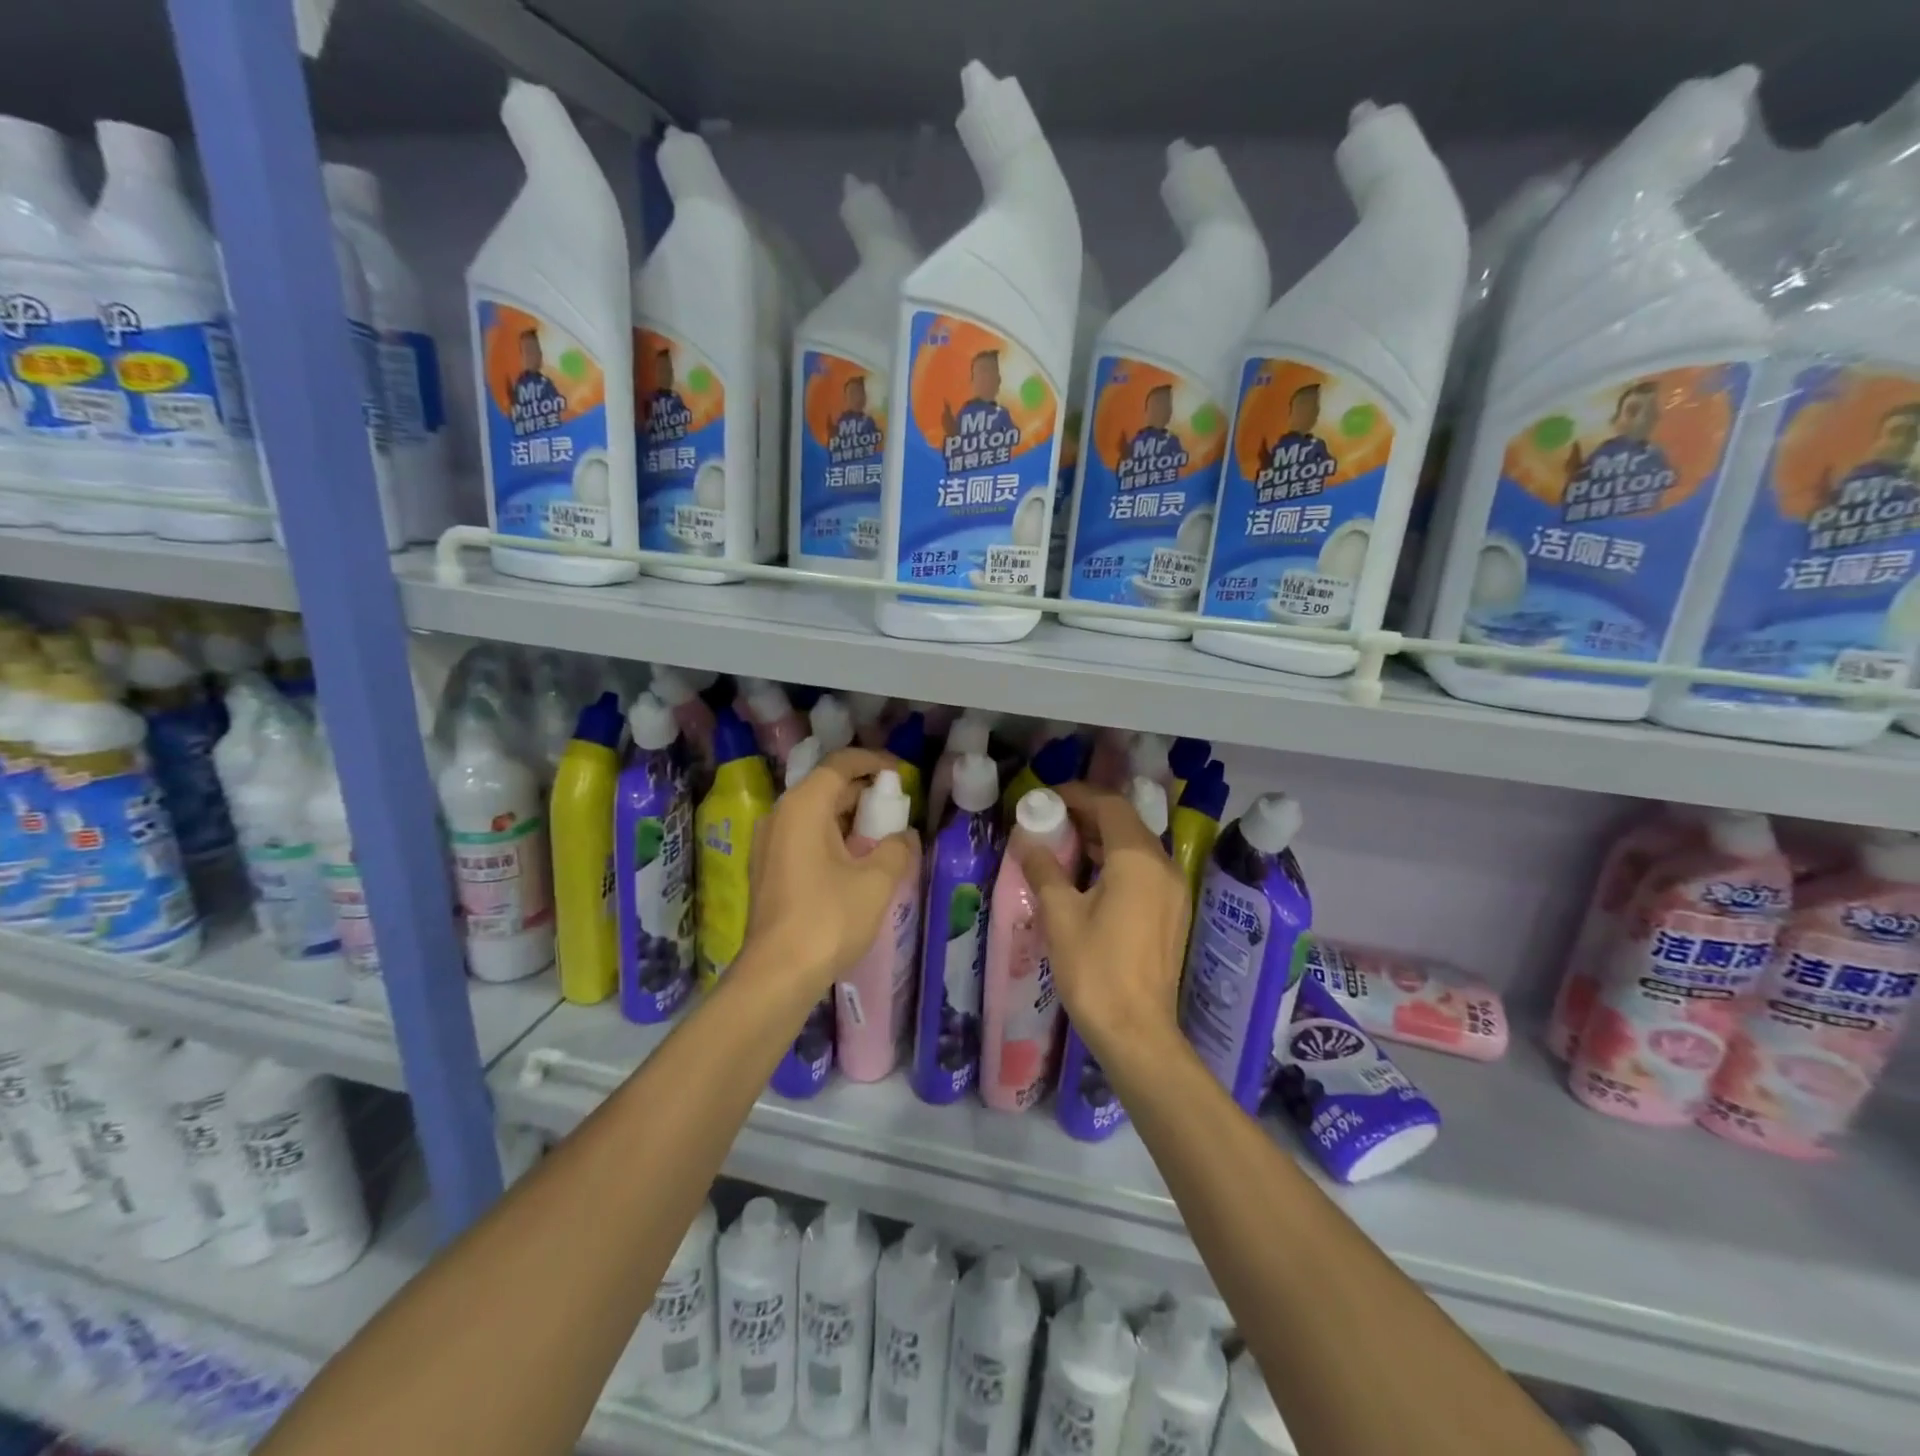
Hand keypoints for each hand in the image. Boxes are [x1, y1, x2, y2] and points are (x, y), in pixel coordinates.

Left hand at [743, 747, 917, 993]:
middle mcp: (780, 815)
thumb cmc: (828, 918)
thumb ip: (897, 848)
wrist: (777, 974)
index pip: (840, 764)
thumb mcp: (876, 881)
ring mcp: (769, 843)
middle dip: (864, 792)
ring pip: (815, 814)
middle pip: (826, 787)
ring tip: (882, 835)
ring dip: (849, 818)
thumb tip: (904, 836)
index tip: (900, 773)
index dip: (873, 762)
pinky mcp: (768, 869)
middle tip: (897, 808)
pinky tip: (856, 861)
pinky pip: (804, 837)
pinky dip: (832, 837)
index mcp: (803, 806)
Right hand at [1017, 782, 1190, 1057]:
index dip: (1077, 795)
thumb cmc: (1095, 971)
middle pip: (1126, 822)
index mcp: (1138, 860)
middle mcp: (1163, 866)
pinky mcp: (1173, 912)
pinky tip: (1087, 878)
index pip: (1110, 805)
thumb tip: (1027, 841)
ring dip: (1101, 838)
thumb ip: (1044, 870)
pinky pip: (1144, 869)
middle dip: (1087, 814)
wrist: (1138, 1033)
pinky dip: (1115, 861)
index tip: (1046, 798)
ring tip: (1062, 846)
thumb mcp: (1060, 916)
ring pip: (1136, 846)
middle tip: (1049, 820)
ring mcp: (1173, 890)